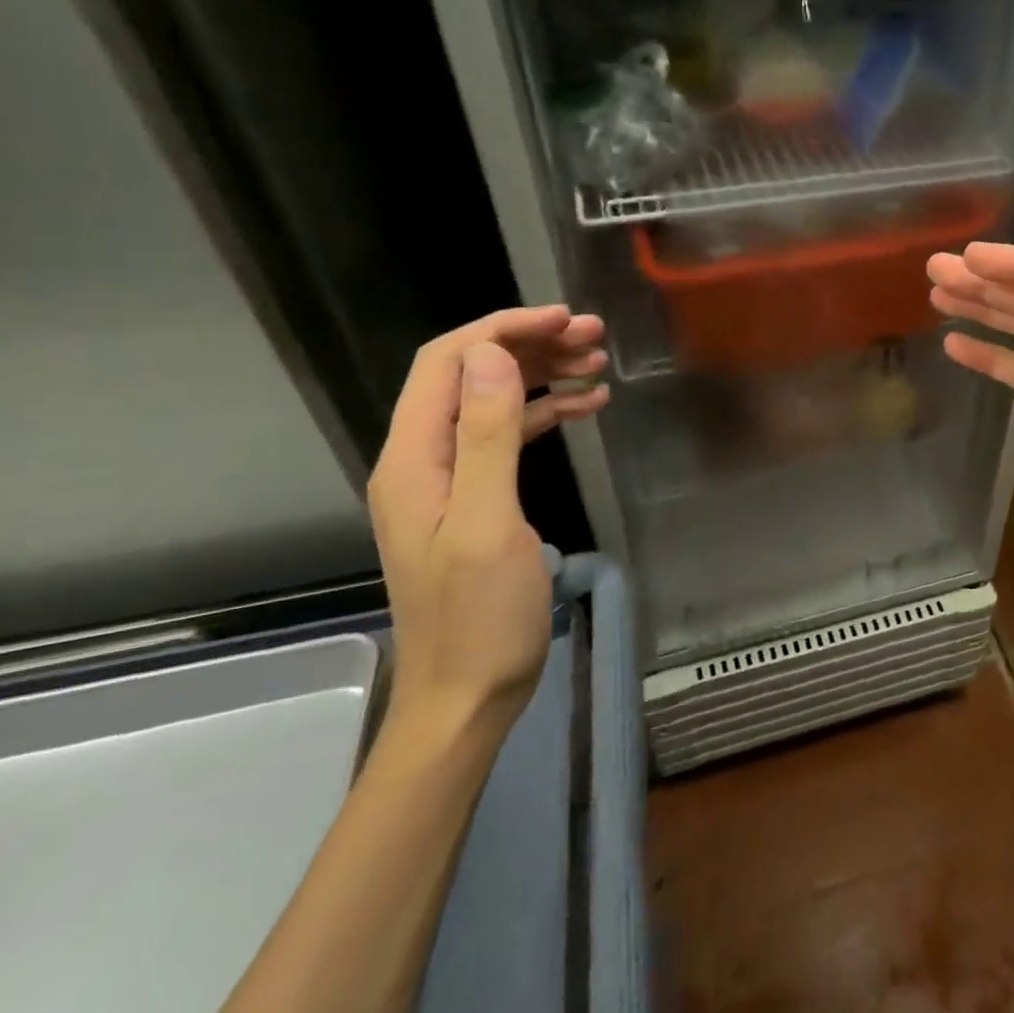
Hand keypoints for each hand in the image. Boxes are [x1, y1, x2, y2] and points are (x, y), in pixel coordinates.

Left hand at [367, 306, 608, 733]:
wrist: (468, 694)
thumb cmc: (480, 615)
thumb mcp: (488, 521)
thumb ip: (485, 434)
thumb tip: (492, 354)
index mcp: (414, 458)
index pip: (446, 362)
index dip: (502, 329)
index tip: (564, 318)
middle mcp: (424, 459)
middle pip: (472, 375)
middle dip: (531, 345)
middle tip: (595, 336)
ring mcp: (450, 480)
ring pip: (494, 401)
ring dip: (543, 375)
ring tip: (599, 363)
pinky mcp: (477, 500)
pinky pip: (509, 437)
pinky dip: (547, 414)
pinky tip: (588, 407)